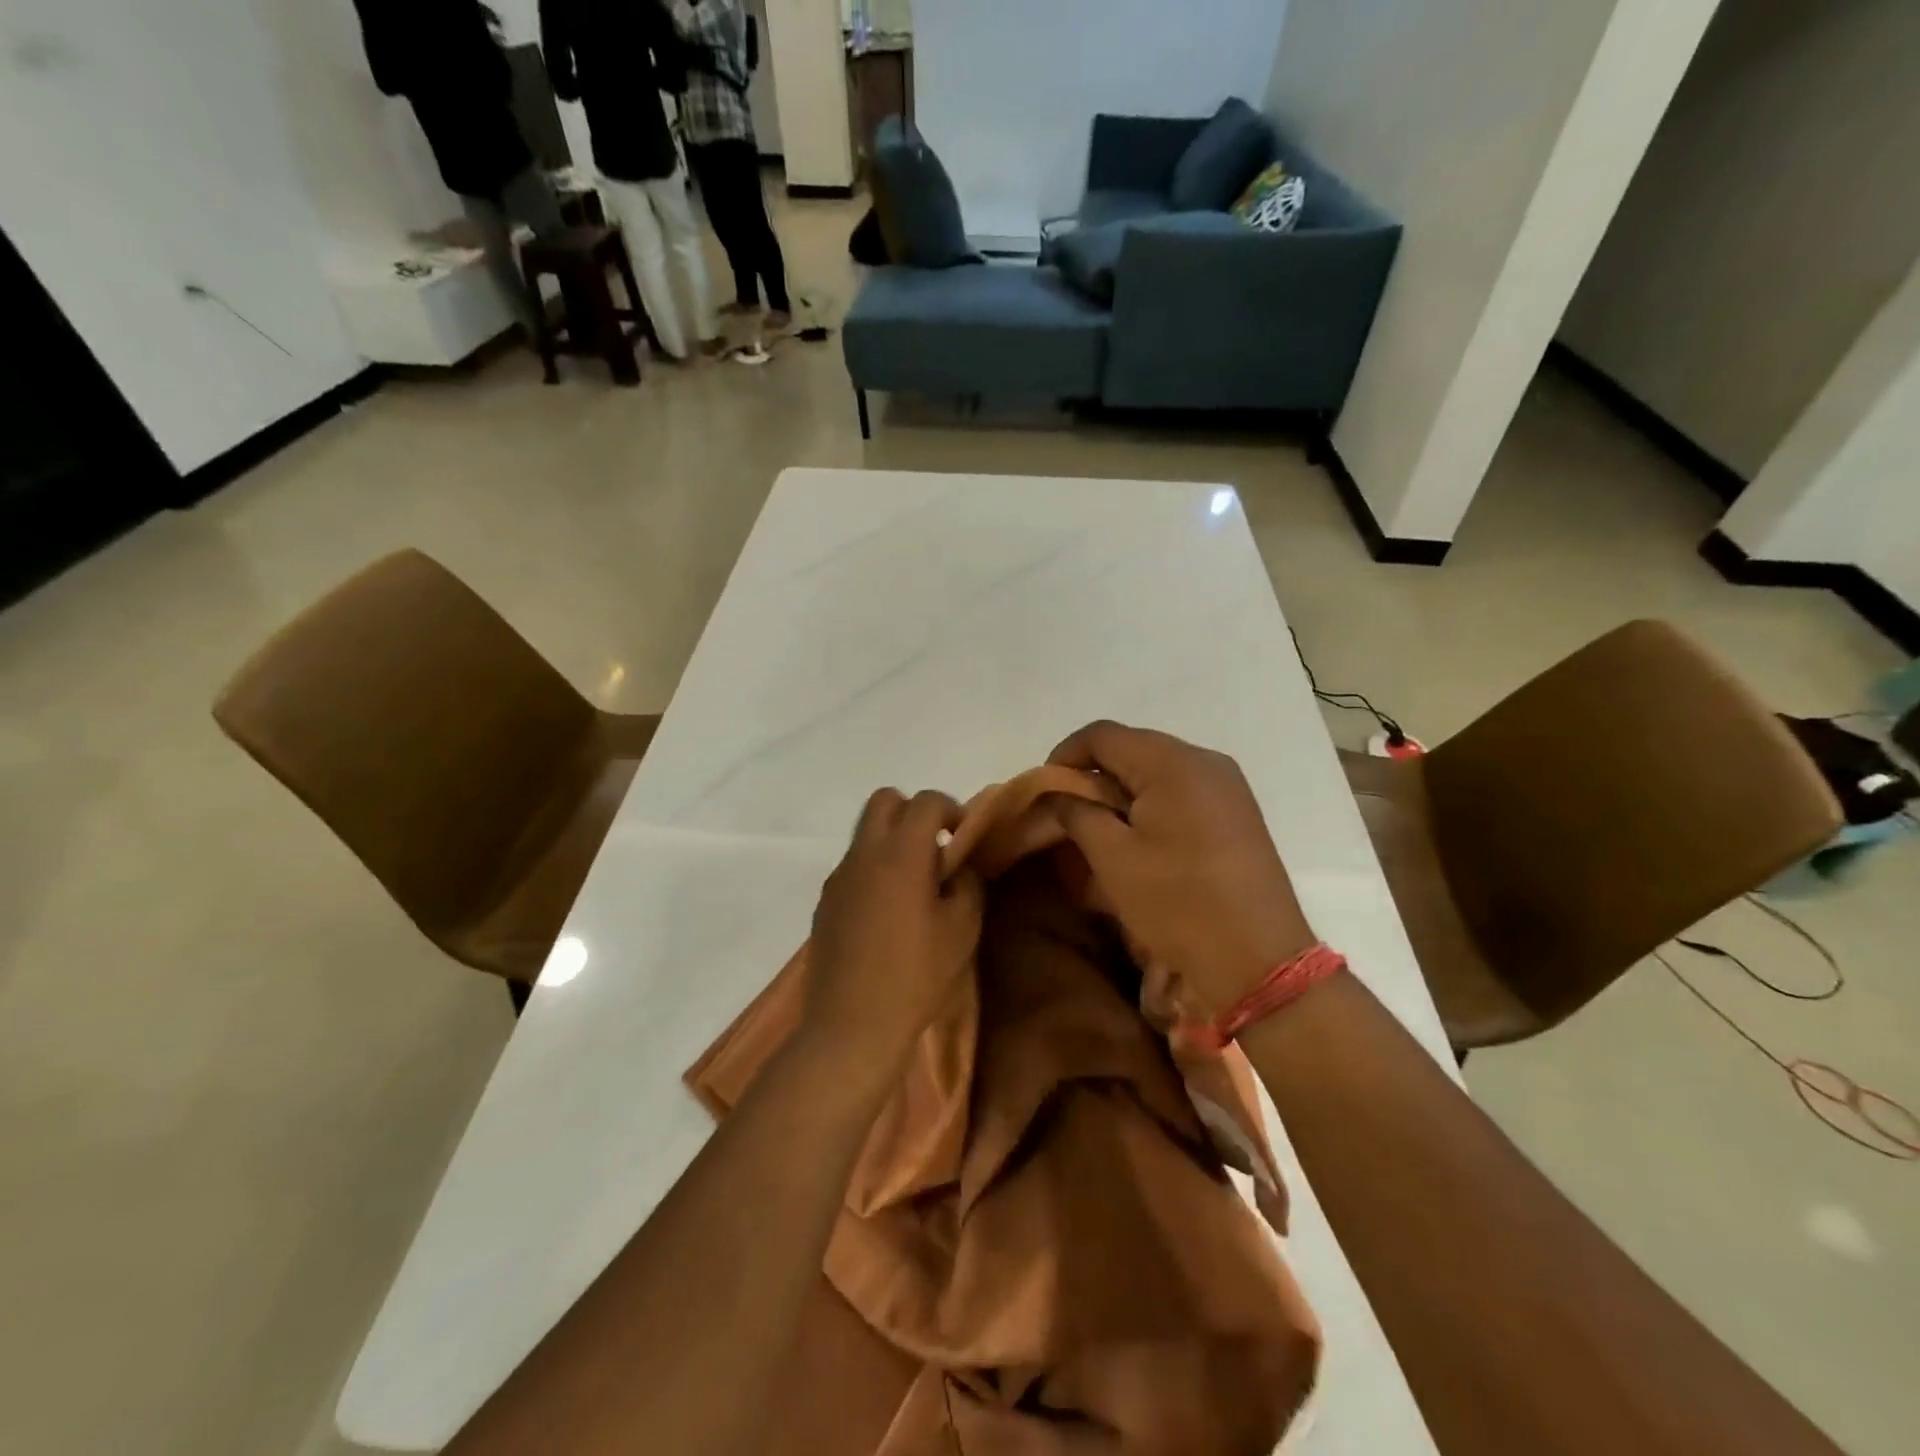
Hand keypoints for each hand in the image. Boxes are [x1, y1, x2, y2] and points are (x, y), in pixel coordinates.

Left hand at [803, 789, 984, 1072]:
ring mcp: (838, 877)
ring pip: (865, 833)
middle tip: (935, 849)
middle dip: (913, 812)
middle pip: (884, 800)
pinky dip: (873, 869)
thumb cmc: (915, 977)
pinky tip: (887, 913)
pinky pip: (853, 865)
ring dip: (892, 841)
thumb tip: (957, 865)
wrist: (851, 1026)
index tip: (963, 838)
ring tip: (913, 885)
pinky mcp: (825, 901)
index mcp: (901, 854)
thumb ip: (966, 884)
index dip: (951, 809)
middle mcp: (864, 854)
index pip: (926, 801)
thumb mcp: (961, 930)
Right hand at [1046, 722, 1315, 1017]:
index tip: (1045, 791)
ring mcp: (1228, 785)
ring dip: (1122, 791)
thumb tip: (1057, 791)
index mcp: (1173, 762)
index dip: (1065, 755)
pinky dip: (1152, 804)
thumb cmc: (1178, 903)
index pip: (1102, 734)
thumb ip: (1077, 811)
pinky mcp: (1238, 811)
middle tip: (1069, 813)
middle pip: (1132, 748)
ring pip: (1157, 770)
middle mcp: (1205, 760)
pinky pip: (1183, 790)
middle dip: (1094, 774)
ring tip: (1102, 830)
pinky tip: (1141, 839)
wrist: (1258, 960)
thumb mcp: (1112, 857)